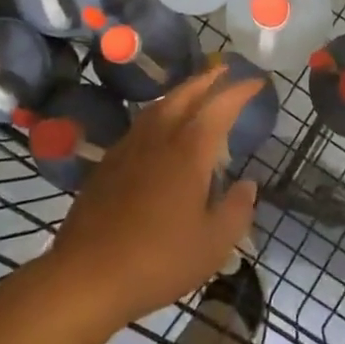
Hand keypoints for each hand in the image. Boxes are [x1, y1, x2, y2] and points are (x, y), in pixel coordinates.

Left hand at [47, 66, 261, 327]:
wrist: (88, 273)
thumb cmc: (159, 260)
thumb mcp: (212, 245)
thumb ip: (235, 210)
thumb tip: (248, 185)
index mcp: (189, 151)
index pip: (219, 108)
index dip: (239, 92)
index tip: (256, 82)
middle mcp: (159, 138)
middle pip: (185, 95)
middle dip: (207, 80)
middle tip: (224, 70)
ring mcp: (130, 147)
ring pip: (159, 105)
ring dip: (181, 92)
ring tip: (195, 91)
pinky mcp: (109, 161)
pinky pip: (141, 122)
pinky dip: (159, 112)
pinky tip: (160, 127)